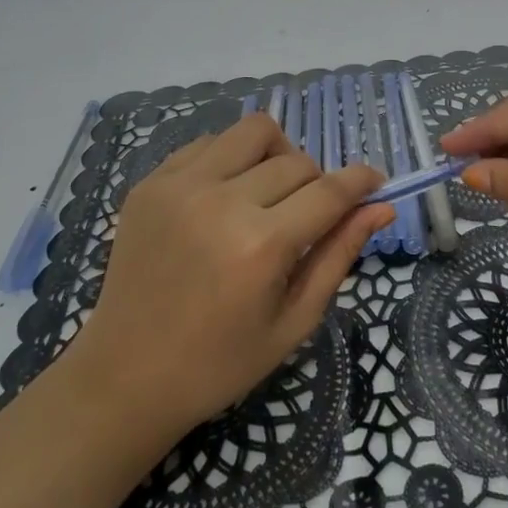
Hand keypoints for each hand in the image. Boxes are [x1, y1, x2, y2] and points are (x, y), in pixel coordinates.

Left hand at [64, 114, 391, 432]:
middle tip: (306, 217)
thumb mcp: (294, 321)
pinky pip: (209, 143)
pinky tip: (224, 196)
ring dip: (276, 155)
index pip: (330, 190)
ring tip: (268, 192)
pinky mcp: (151, 182)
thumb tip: (381, 207)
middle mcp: (221, 202)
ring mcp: (180, 186)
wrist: (126, 376)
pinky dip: (231, 159)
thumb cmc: (220, 362)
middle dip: (316, 183)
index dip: (361, 181)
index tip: (374, 182)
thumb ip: (339, 254)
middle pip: (296, 161)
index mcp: (261, 246)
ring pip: (253, 131)